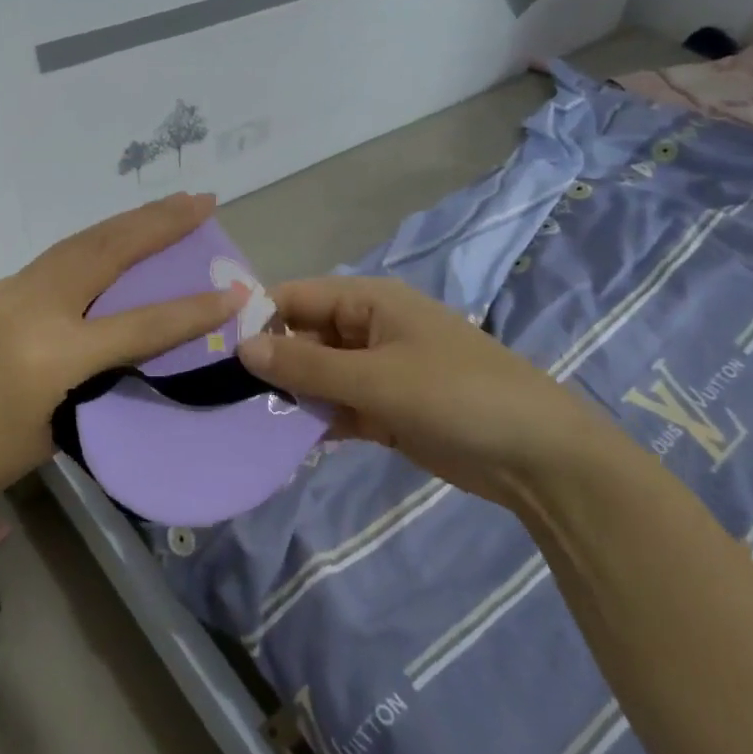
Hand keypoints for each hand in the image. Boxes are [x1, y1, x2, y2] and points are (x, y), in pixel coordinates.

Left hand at [0, 193, 244, 520]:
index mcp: (49, 357)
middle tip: (202, 199)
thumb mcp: (52, 431)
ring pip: (74, 246)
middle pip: (103, 250)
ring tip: (167, 209)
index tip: (235, 292)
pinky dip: (86, 254)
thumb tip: (118, 345)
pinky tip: (106, 254)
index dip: (191, 310)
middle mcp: (26, 309)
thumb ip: (91, 380)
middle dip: (157, 222)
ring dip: (124, 225)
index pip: (137, 325)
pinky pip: (47, 267)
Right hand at [237, 276, 635, 504]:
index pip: (297, 296)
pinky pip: (339, 406)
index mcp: (370, 301)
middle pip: (305, 336)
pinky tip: (285, 442)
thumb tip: (242, 347)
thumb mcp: (375, 378)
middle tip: (223, 393)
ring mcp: (380, 371)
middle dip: (271, 361)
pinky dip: (317, 420)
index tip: (215, 348)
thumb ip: (306, 365)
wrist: (537, 457)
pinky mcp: (388, 410)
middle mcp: (370, 329)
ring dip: (291, 395)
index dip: (258, 316)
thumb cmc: (455, 396)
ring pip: (319, 375)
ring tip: (243, 420)